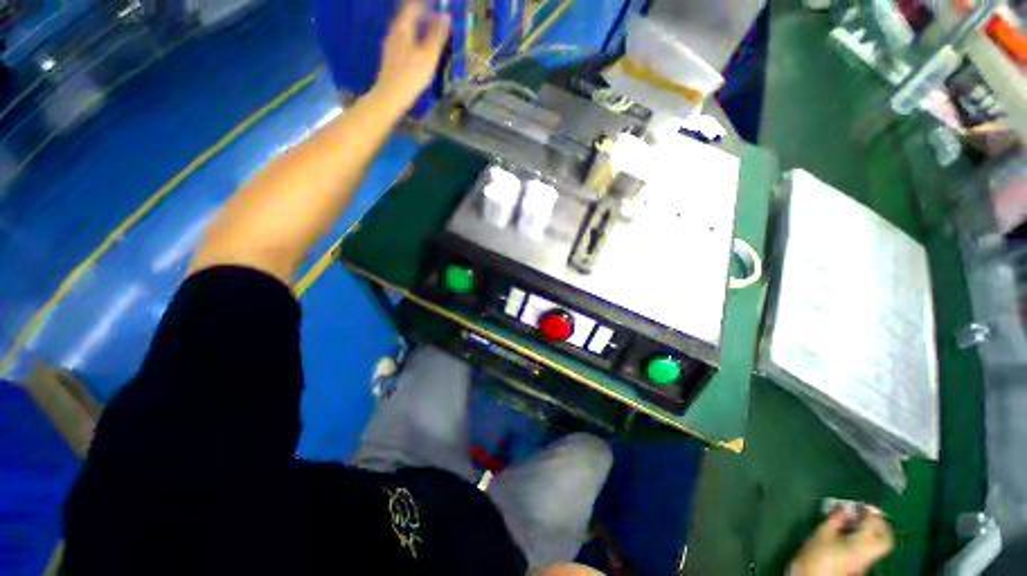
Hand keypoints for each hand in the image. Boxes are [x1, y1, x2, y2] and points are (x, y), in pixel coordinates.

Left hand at [373, 1, 450, 107]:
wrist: (391, 95)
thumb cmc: (412, 75)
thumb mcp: (429, 55)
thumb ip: (437, 35)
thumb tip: (446, 16)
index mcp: (403, 26)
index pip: (414, 5)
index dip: (427, 5)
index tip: (439, 6)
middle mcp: (394, 29)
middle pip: (408, 15)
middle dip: (422, 14)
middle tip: (436, 19)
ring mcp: (390, 42)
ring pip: (405, 27)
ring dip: (418, 26)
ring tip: (430, 33)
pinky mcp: (390, 55)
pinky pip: (403, 38)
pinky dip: (413, 37)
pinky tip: (419, 48)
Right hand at [789, 506, 893, 575]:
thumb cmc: (816, 553)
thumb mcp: (822, 532)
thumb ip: (837, 519)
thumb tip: (846, 507)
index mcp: (862, 544)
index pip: (874, 524)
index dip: (870, 512)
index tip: (861, 504)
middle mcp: (871, 553)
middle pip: (886, 538)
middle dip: (880, 524)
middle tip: (867, 513)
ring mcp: (867, 561)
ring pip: (880, 544)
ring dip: (874, 531)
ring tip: (859, 522)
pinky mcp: (862, 565)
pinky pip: (872, 548)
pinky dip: (868, 538)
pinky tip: (853, 534)